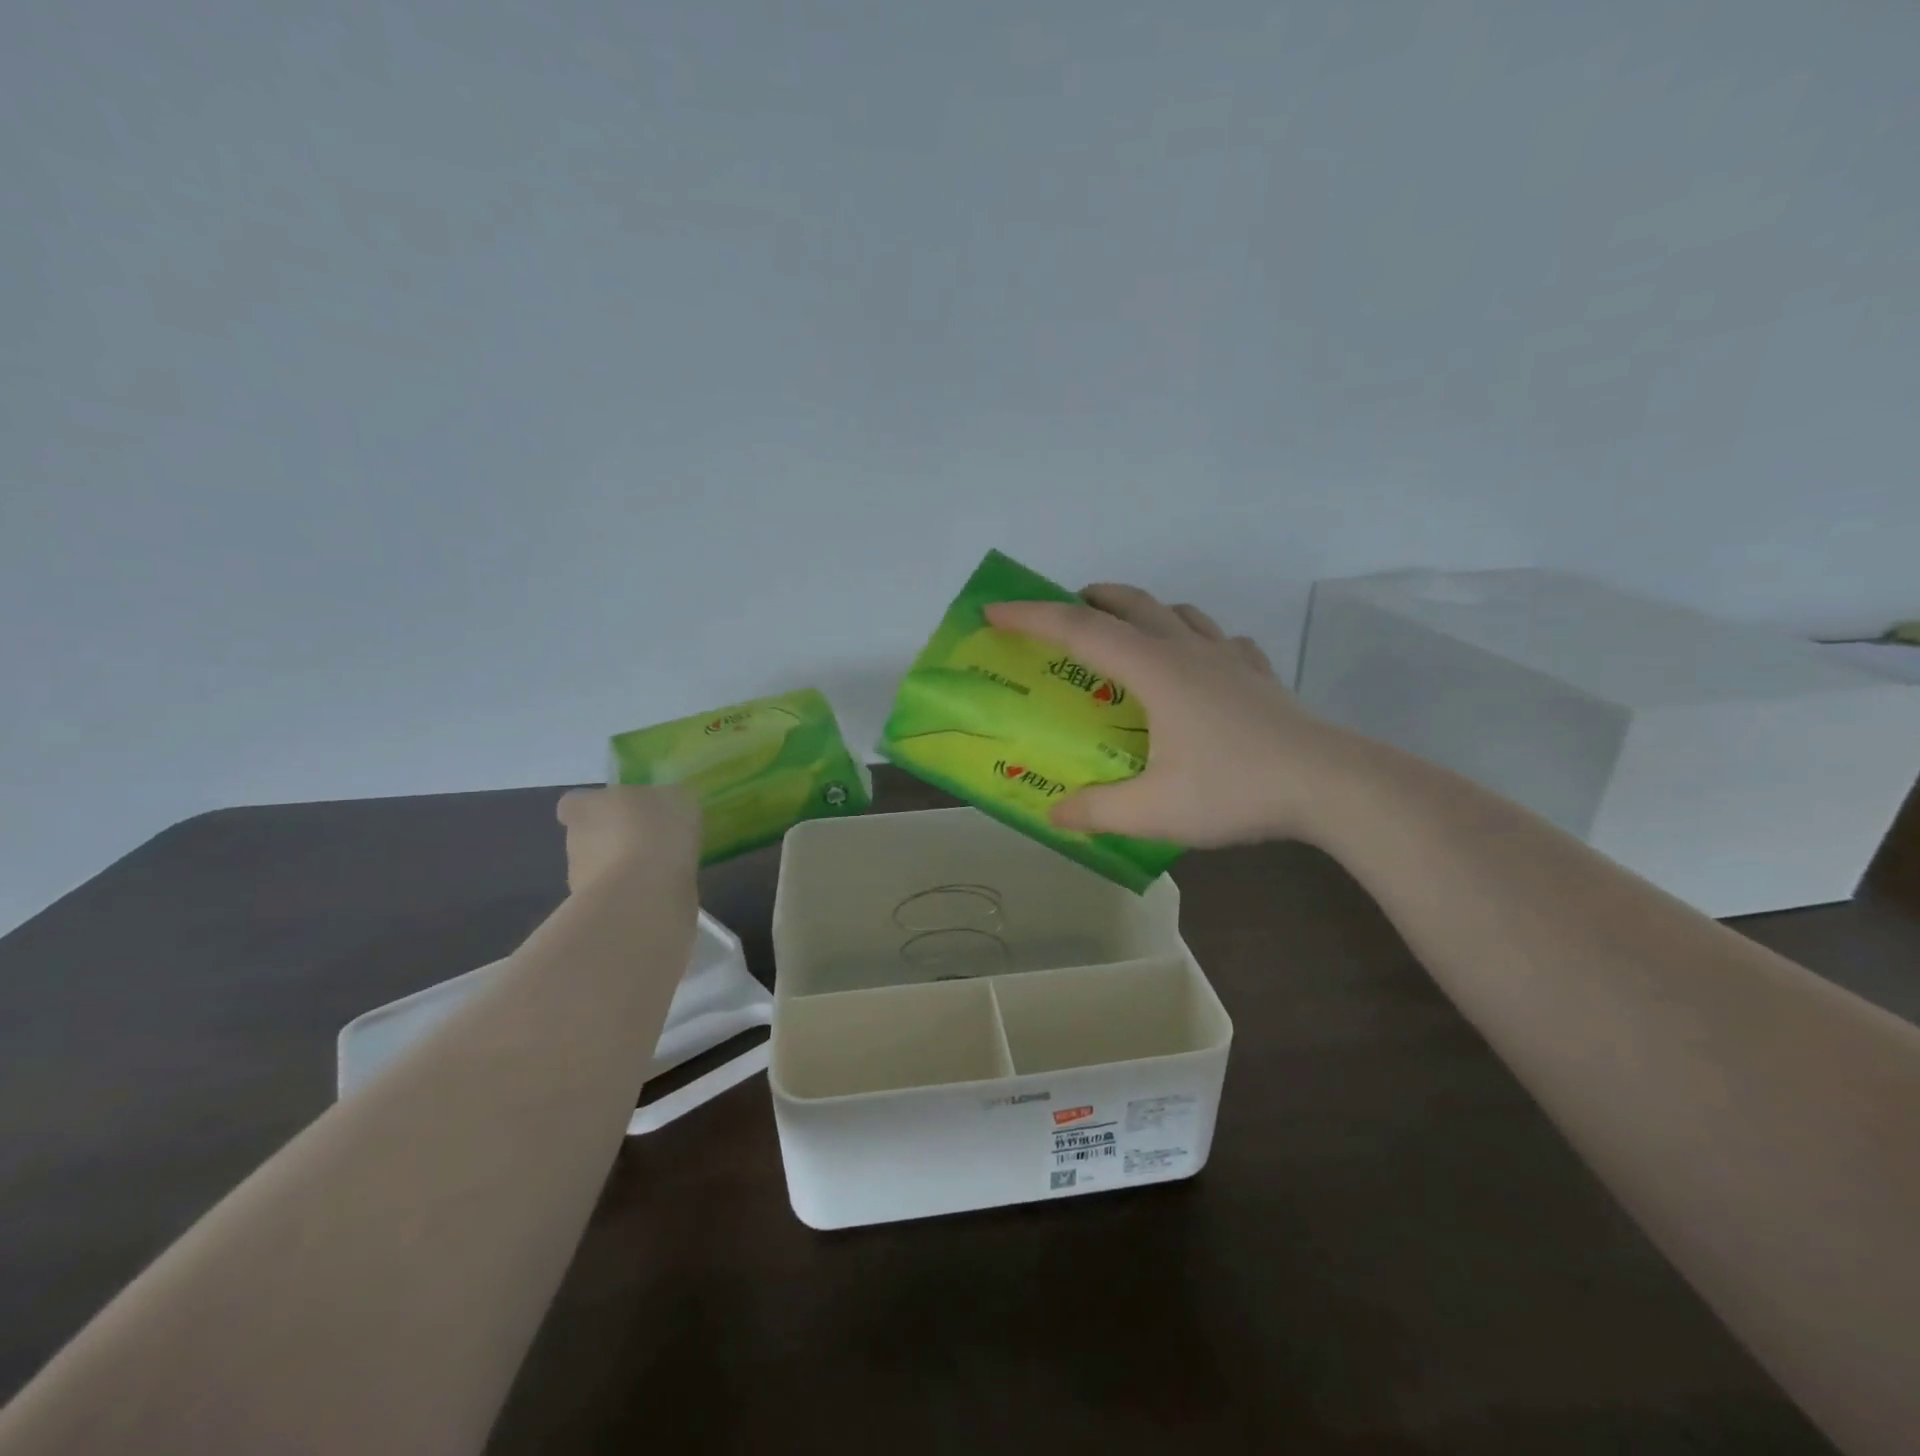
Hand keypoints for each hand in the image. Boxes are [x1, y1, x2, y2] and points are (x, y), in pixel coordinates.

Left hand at [556, 785, 701, 893]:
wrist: (645, 894)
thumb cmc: (656, 831)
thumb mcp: (677, 798)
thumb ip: (667, 798)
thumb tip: (667, 803)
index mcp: (586, 807)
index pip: (574, 803)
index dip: (594, 806)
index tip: (618, 811)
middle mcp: (575, 841)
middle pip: (589, 836)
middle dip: (614, 839)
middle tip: (649, 840)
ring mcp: (581, 880)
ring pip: (601, 869)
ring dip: (624, 868)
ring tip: (659, 870)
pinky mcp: (598, 912)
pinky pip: (618, 895)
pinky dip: (635, 894)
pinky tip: (661, 892)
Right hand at [985, 585, 1349, 847]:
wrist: (1330, 785)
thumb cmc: (1235, 789)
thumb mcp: (1154, 811)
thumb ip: (1097, 811)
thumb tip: (1055, 815)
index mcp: (1155, 671)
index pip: (1080, 630)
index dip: (1031, 617)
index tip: (994, 609)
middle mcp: (1188, 651)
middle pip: (1130, 604)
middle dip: (1087, 600)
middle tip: (1061, 615)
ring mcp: (1229, 658)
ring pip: (1177, 612)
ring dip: (1141, 611)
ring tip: (1125, 634)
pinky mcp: (1258, 675)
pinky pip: (1219, 640)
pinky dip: (1195, 638)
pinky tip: (1198, 665)